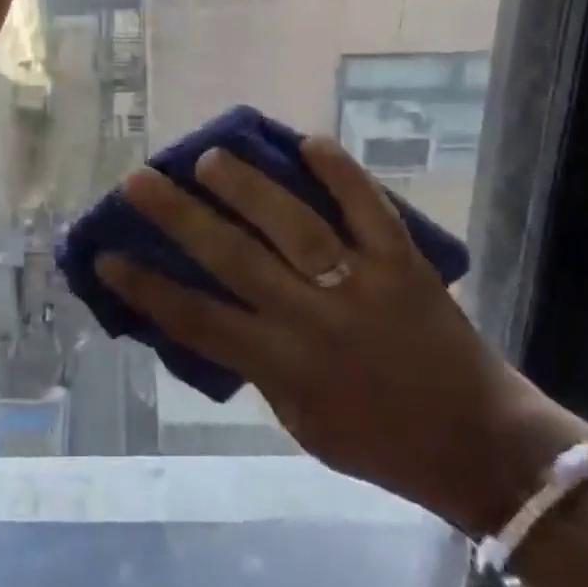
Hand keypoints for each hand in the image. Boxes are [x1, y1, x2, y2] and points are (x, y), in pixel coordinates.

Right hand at [101, 138, 587, 534]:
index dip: (146, 286)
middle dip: (178, 217)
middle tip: (139, 179)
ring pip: (292, 225)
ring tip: (207, 156)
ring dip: (245, 186)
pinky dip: (339, 172)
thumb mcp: (300, 422)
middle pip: (232, 259)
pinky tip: (307, 140)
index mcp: (284, 366)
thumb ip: (257, 365)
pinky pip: (368, 208)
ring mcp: (360, 284)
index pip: (197, 321)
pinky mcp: (402, 262)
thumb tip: (214, 311)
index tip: (106, 254)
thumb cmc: (379, 441)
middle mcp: (313, 319)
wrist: (481, 446)